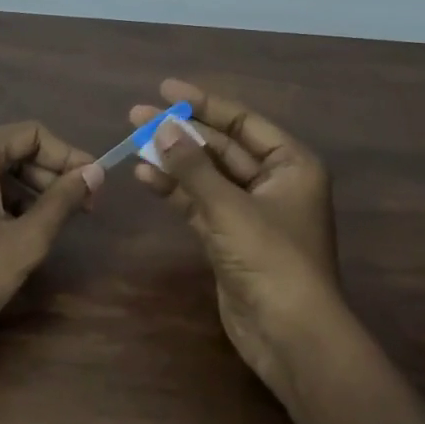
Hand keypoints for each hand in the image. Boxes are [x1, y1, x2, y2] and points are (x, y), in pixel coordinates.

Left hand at [0, 122, 102, 351]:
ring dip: (25, 189)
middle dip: (48, 175)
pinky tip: (15, 228)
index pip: (32, 135)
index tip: (94, 184)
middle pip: (10, 149)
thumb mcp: (27, 239)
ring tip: (52, 221)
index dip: (69, 156)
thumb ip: (63, 200)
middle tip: (81, 207)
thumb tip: (95, 172)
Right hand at [131, 80, 347, 395]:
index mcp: (291, 164)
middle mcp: (274, 182)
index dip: (203, 104)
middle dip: (181, 133)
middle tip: (137, 116)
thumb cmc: (271, 259)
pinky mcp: (230, 238)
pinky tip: (145, 176)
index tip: (165, 89)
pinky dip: (175, 191)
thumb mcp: (229, 207)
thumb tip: (162, 128)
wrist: (289, 334)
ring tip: (133, 142)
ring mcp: (251, 212)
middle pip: (221, 147)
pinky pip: (200, 204)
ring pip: (206, 176)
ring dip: (173, 161)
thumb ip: (193, 166)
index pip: (243, 122)